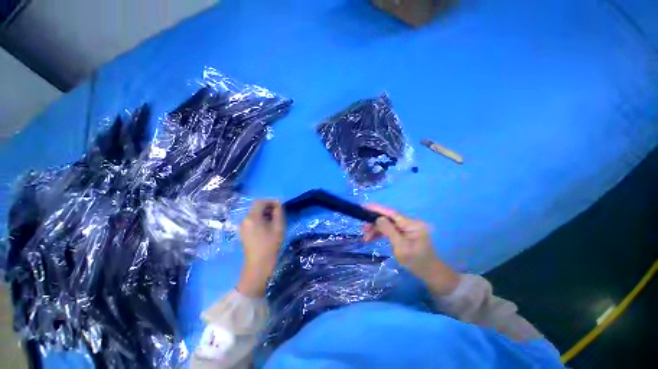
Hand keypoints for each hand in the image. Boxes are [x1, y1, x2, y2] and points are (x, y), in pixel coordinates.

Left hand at [236, 200, 284, 297]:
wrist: (258, 265)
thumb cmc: (270, 245)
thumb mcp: (278, 227)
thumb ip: (278, 212)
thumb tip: (278, 204)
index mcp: (252, 217)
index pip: (260, 201)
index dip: (271, 201)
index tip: (280, 206)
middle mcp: (245, 219)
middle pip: (256, 207)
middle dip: (268, 207)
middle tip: (279, 213)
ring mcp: (243, 226)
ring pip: (254, 213)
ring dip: (265, 213)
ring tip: (275, 220)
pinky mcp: (243, 232)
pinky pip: (252, 220)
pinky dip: (260, 219)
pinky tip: (268, 226)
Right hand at [364, 205, 459, 294]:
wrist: (428, 272)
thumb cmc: (416, 261)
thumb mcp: (401, 247)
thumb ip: (389, 231)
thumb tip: (378, 218)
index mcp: (412, 224)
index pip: (392, 213)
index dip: (377, 209)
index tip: (364, 206)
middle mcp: (410, 222)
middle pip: (388, 218)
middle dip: (375, 223)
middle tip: (363, 229)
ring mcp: (407, 227)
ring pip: (387, 224)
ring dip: (376, 229)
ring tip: (365, 237)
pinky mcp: (404, 232)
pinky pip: (390, 229)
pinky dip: (381, 233)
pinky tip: (372, 238)